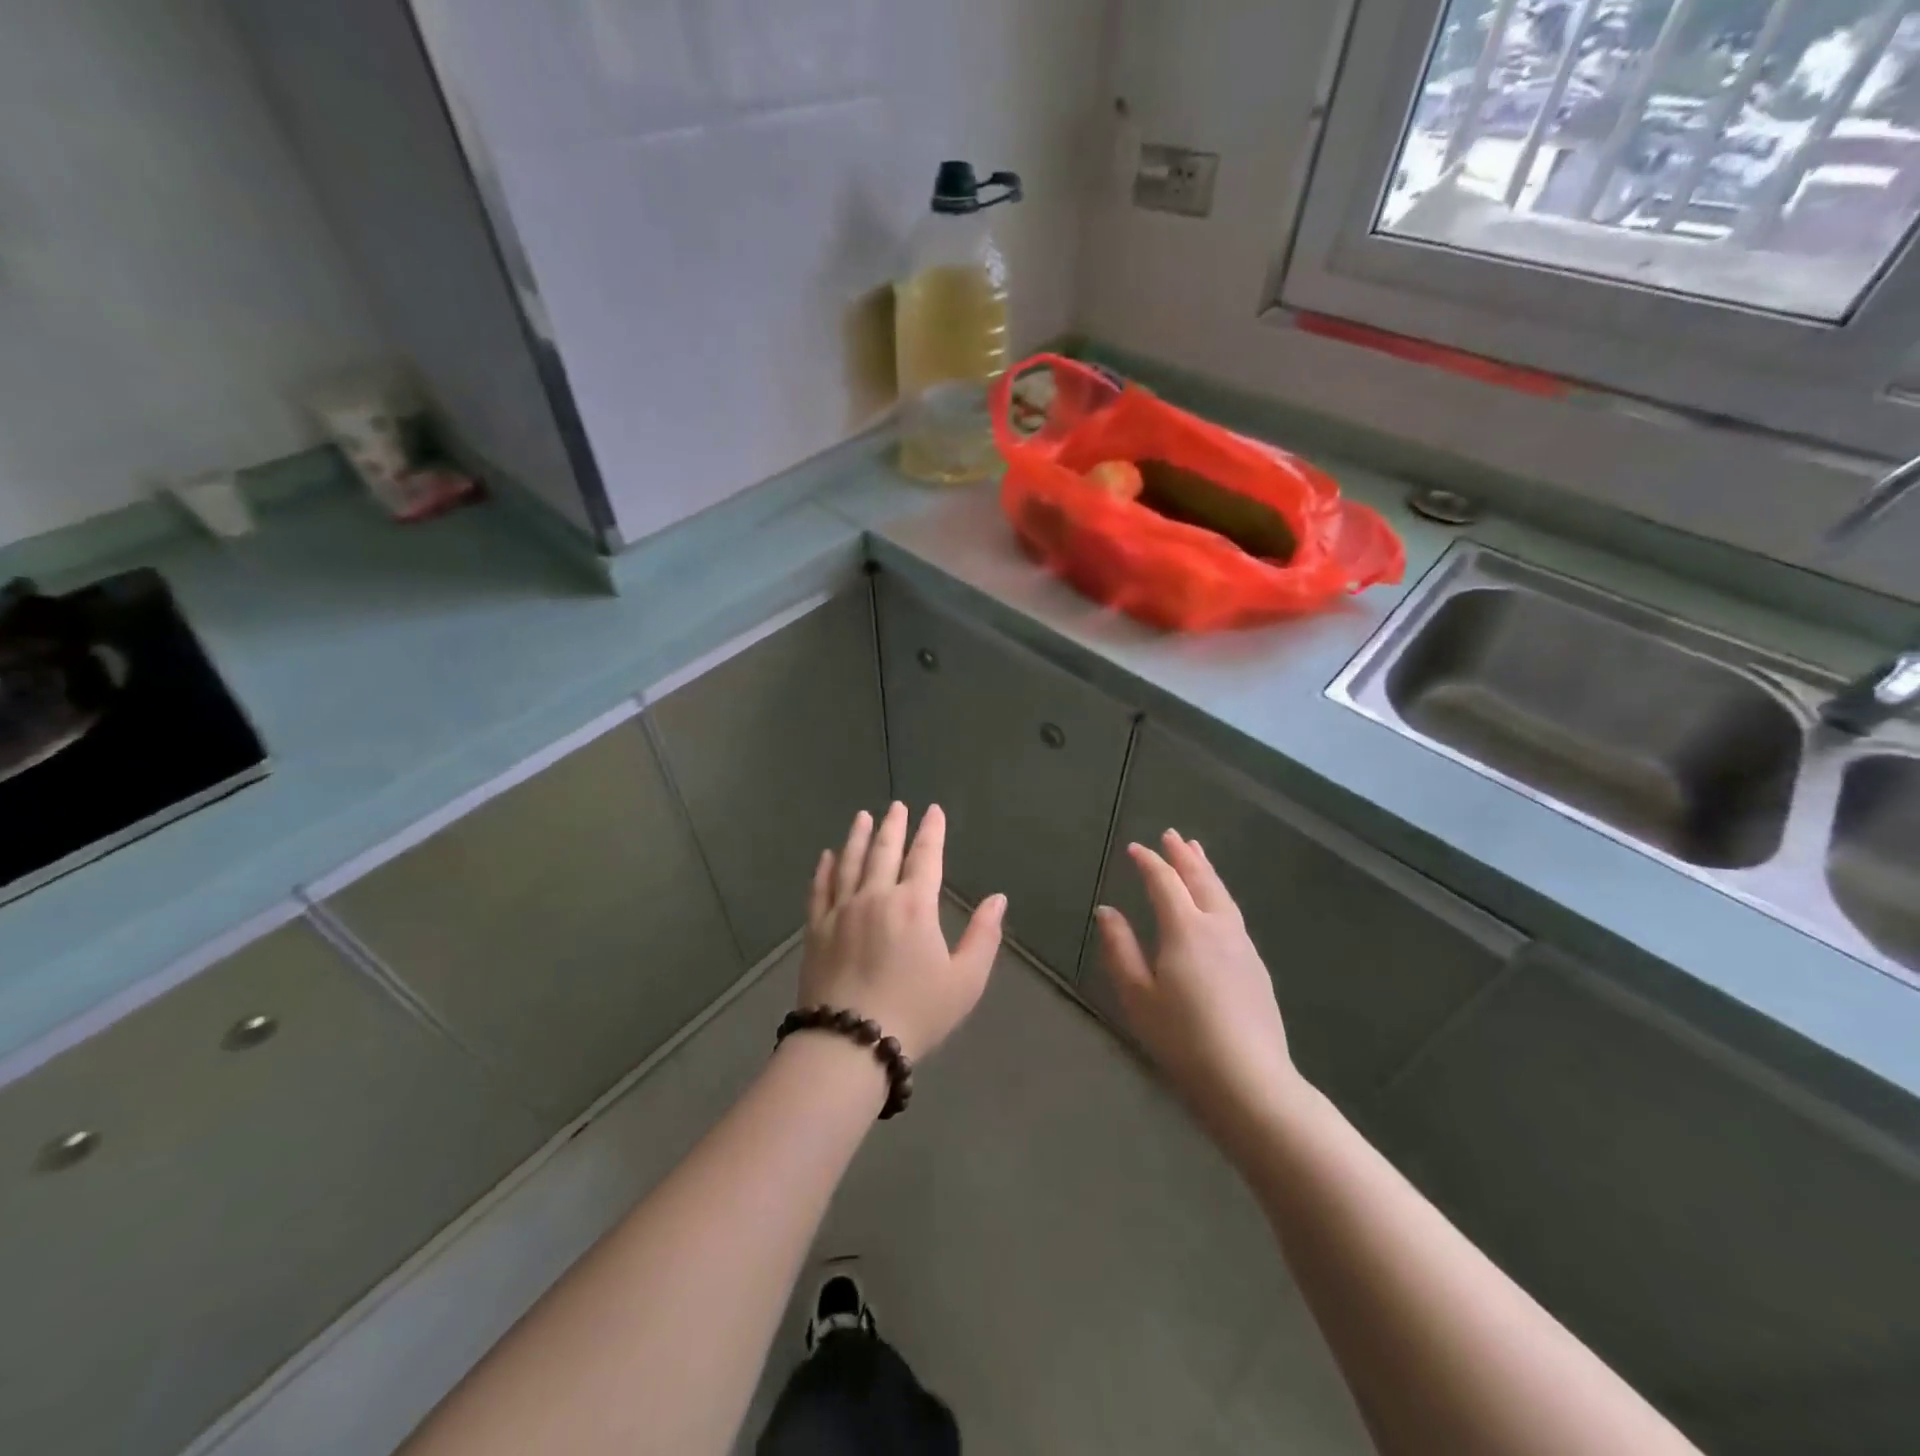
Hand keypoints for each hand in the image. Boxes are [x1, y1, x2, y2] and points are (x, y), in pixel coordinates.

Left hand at [797, 803, 1005, 1060]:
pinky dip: (825, 868)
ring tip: (862, 817)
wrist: (850, 1043)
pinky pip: (820, 889)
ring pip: (850, 862)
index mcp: (914, 905)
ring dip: (858, 836)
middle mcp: (876, 897)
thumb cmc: (915, 1013)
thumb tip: (997, 899)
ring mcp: (841, 911)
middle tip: (897, 806)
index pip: (925, 857)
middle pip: (884, 851)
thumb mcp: (964, 981)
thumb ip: (983, 936)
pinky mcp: (817, 929)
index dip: (931, 831)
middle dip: (893, 825)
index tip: (933, 810)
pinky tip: (827, 856)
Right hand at [1095, 830, 1299, 1127]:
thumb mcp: (1137, 994)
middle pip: (1201, 880)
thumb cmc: (1182, 1037)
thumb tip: (1106, 910)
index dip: (1148, 862)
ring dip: (1206, 871)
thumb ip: (1120, 947)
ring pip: (1223, 895)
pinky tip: (1217, 905)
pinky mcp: (1256, 966)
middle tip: (1173, 835)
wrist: (1249, 1080)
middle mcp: (1218, 927)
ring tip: (1197, 854)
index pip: (1164, 882)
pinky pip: (1233, 914)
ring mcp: (1242, 946)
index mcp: (1185, 929)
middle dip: (1184, 856)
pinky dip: (1219, 895)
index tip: (1134, 848)